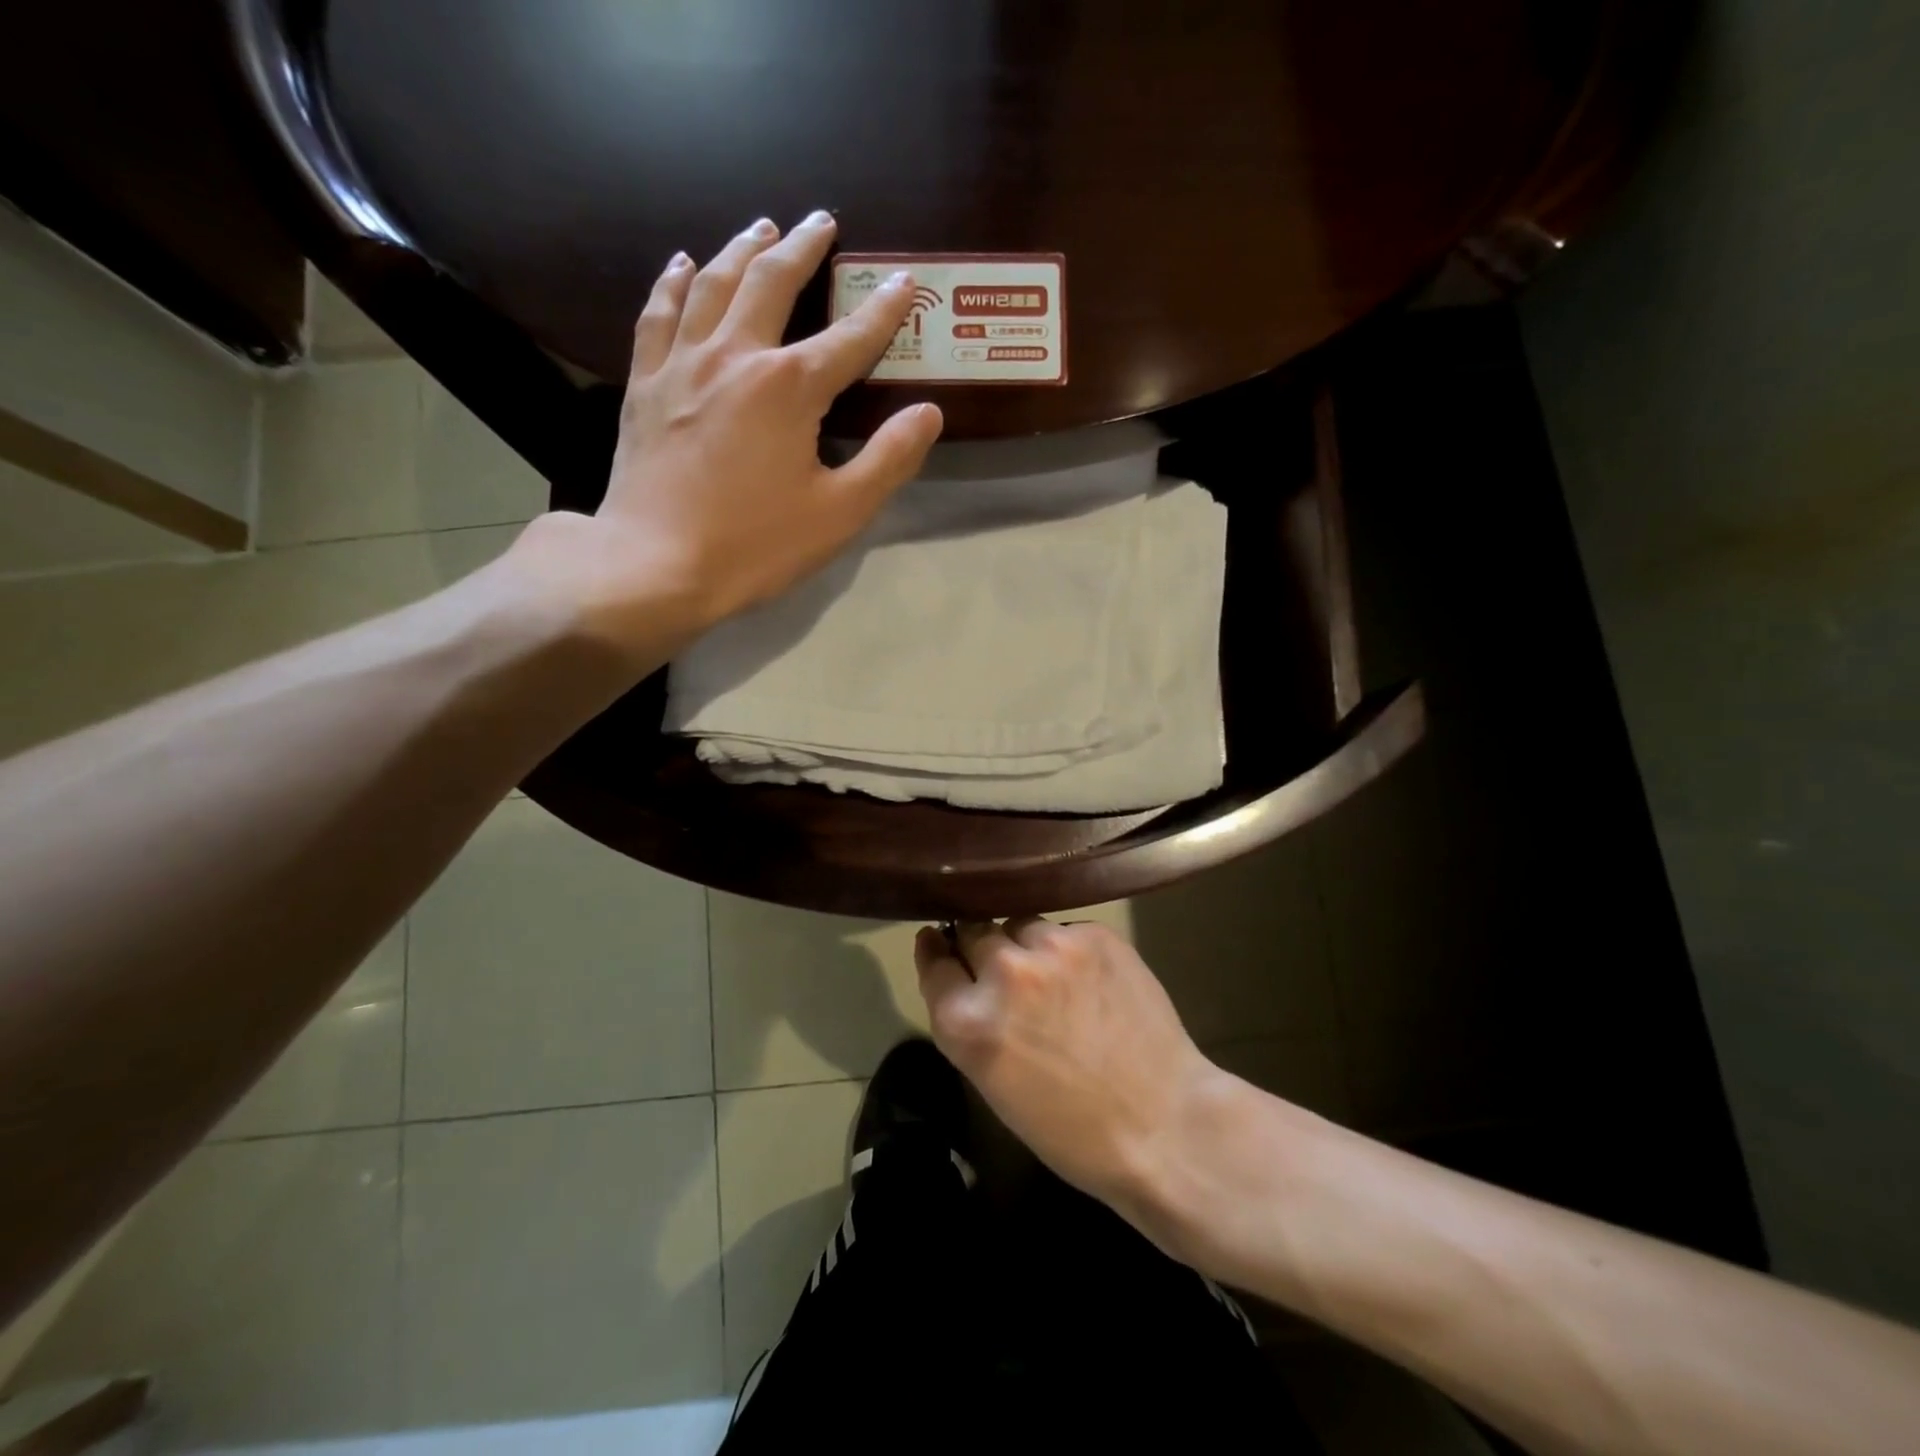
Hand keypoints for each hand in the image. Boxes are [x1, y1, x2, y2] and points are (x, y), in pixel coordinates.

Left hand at [510, 211, 942, 666]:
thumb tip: (929, 413)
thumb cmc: (756, 545)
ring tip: (761, 227)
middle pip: (772, 283)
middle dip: (803, 247)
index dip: (884, 310)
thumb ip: (889, 459)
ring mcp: (683, 364)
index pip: (850, 338)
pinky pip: (658, 313)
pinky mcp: (646, 383)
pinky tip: (682, 264)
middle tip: (821, 221)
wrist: (656, 564)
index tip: (905, 282)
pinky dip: (674, 282)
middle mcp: (736, 355)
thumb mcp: (839, 513)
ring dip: (742, 249)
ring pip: (713, 283)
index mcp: (790, 387)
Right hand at [915, 918, 1227, 1217]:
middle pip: (974, 931)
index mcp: (966, 1021)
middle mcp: (1002, 972)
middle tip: (1008, 973)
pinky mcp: (1095, 935)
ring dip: (1025, 945)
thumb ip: (969, 1022)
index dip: (936, 951)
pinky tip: (1090, 981)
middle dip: (983, 950)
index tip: (939, 941)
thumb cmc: (1071, 1128)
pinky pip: (1064, 930)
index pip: (934, 961)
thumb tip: (960, 972)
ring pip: (1020, 924)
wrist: (1164, 1126)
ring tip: (1054, 977)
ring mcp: (1052, 947)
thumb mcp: (993, 1083)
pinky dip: (1068, 950)